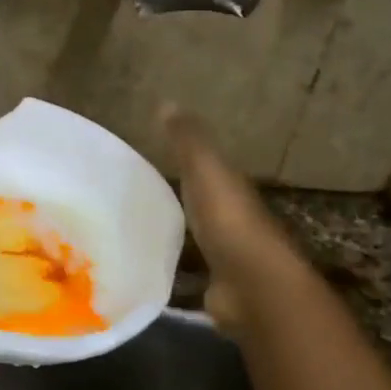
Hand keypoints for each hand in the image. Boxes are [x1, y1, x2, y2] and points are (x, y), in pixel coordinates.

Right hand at [160, 103, 299, 334]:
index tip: (155, 160)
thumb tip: (167, 102)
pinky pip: (190, 273)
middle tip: (139, 199)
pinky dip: (175, 269)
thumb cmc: (229, 221)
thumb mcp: (206, 170)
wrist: (253, 285)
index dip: (187, 163)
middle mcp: (233, 222)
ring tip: (138, 234)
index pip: (210, 171)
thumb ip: (188, 140)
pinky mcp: (216, 288)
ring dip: (177, 236)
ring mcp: (227, 258)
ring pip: (197, 240)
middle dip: (180, 201)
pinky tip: (151, 269)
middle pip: (203, 206)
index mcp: (233, 190)